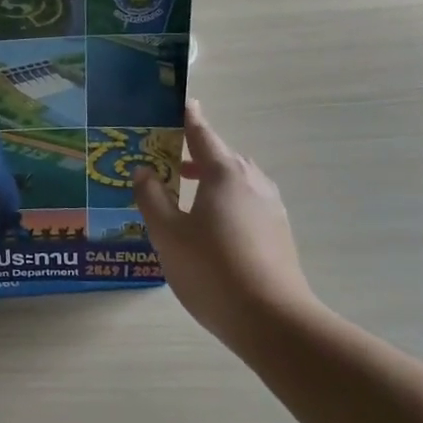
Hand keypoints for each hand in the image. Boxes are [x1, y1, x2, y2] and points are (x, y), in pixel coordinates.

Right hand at [134, 101, 317, 351]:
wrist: (274, 322)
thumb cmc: (213, 270)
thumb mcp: (168, 234)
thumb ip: (151, 198)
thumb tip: (144, 171)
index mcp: (224, 172)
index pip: (201, 132)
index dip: (187, 116)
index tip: (179, 101)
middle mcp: (252, 181)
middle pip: (219, 156)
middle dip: (193, 153)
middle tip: (164, 159)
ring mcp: (270, 207)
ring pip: (234, 181)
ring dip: (209, 180)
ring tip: (182, 194)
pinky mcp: (278, 232)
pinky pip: (245, 202)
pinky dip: (224, 200)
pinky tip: (208, 227)